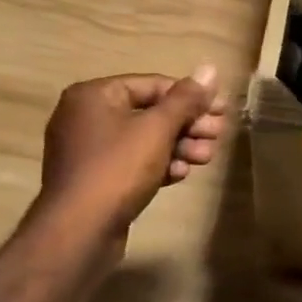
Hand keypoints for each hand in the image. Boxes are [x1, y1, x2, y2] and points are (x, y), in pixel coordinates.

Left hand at [31, 67, 224, 243]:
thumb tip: (210, 69)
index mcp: (94, 95)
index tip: (222, 110)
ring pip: (144, 139)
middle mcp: (86, 116)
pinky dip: (158, 164)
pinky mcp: (95, 179)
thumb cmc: (117, 169)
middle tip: (217, 135)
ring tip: (205, 158)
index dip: (191, 96)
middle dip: (188, 125)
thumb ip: (185, 99)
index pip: (153, 85)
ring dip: (179, 146)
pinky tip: (181, 174)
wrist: (79, 232)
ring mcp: (88, 150)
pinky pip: (132, 162)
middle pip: (149, 112)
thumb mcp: (157, 129)